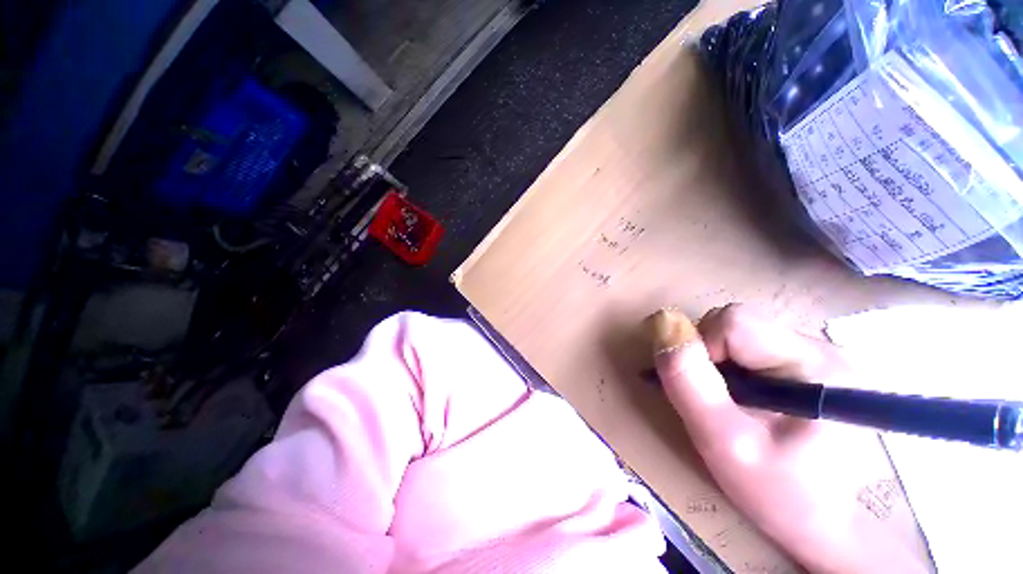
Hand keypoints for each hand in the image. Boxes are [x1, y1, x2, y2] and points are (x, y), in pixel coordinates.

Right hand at [649, 304, 926, 573]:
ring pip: (743, 333)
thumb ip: (686, 378)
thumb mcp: (720, 440)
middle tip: (715, 398)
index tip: (704, 389)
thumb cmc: (777, 492)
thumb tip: (662, 320)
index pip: (734, 322)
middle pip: (738, 323)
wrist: (826, 523)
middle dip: (710, 354)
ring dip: (721, 361)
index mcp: (816, 366)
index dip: (702, 347)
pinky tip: (746, 398)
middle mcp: (827, 348)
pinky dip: (736, 366)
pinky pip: (756, 346)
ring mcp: (825, 355)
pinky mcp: (816, 364)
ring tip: (731, 402)